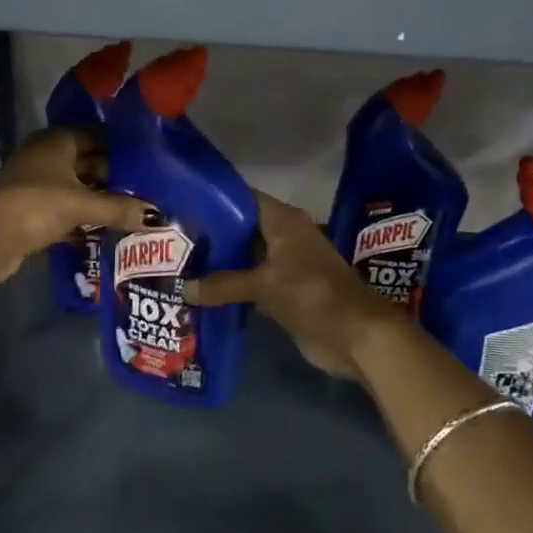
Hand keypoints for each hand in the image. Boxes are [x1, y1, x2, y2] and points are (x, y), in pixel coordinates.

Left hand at [0, 128, 155, 292]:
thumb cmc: (37, 204)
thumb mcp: (83, 204)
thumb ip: (119, 209)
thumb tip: (160, 216)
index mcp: (56, 140)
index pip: (96, 134)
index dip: (120, 147)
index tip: (147, 160)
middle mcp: (45, 155)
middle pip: (86, 161)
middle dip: (112, 176)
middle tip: (145, 189)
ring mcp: (34, 182)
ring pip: (75, 186)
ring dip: (97, 198)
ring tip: (131, 210)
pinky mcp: (29, 209)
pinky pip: (63, 207)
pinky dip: (81, 217)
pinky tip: (103, 230)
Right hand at [182, 191, 394, 378]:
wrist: (356, 335)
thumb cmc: (312, 293)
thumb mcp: (264, 285)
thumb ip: (223, 284)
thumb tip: (184, 288)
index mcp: (284, 221)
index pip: (244, 198)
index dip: (217, 200)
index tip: (185, 204)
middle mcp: (285, 236)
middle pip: (243, 229)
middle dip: (214, 235)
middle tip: (176, 239)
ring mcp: (287, 265)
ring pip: (247, 258)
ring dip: (222, 264)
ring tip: (182, 265)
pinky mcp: (287, 292)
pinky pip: (254, 283)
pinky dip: (234, 287)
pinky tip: (205, 293)